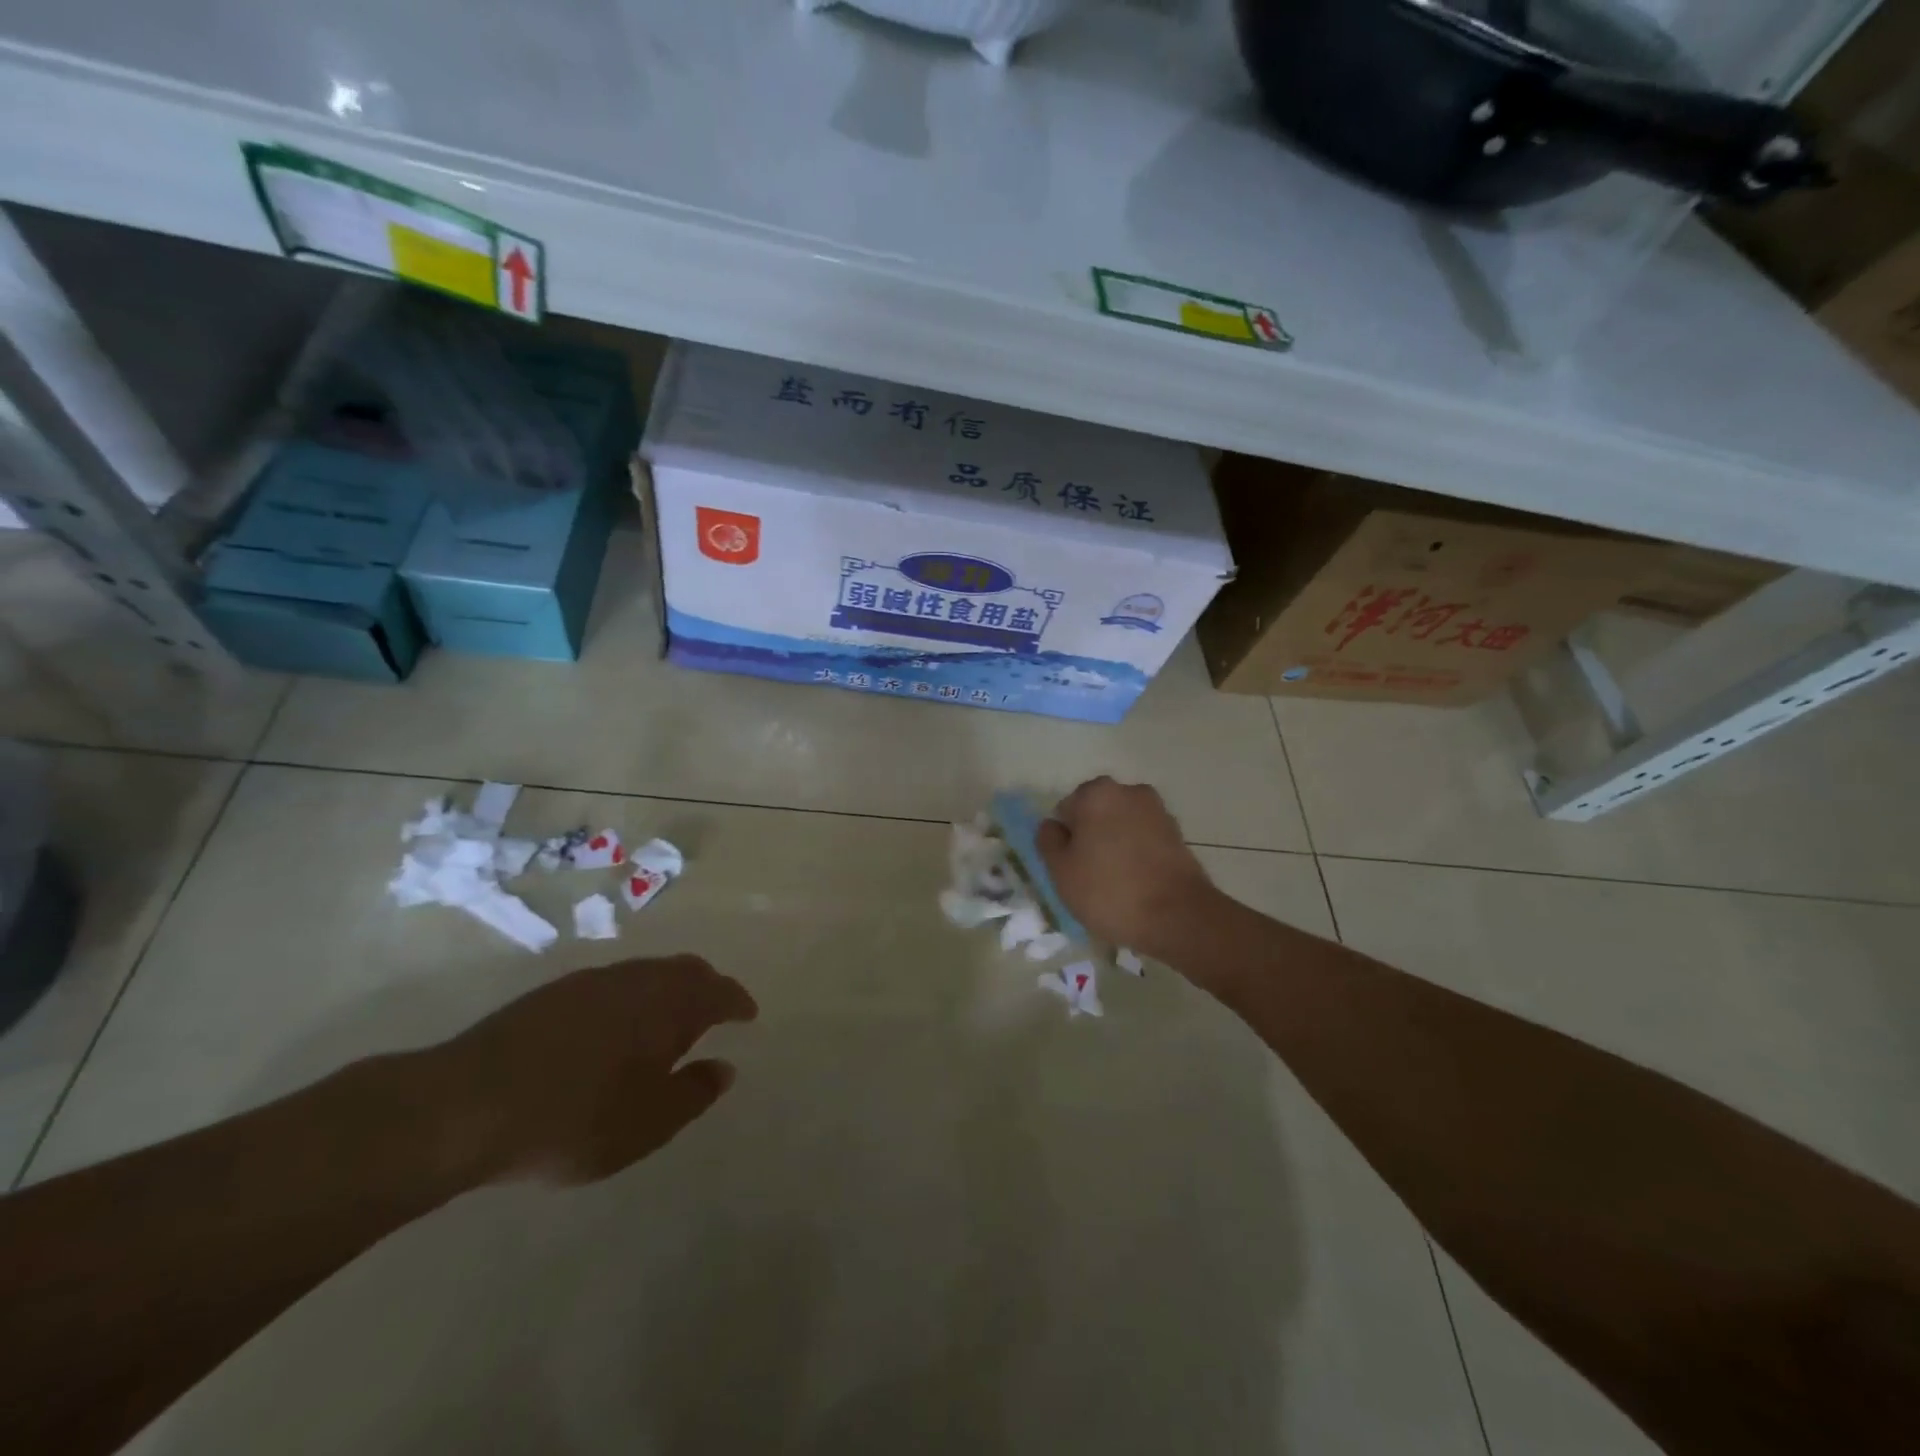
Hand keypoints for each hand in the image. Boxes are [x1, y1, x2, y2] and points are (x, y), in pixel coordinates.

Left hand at [420, 955, 757, 1186]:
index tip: (748, 1014)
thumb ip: (693, 1094)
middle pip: (686, 970)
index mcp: (669, 1005)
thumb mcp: (646, 1124)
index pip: (718, 991)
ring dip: (669, 988)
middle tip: (716, 1010)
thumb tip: (724, 1068)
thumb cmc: (573, 1119)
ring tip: (669, 1020)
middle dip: (708, 986)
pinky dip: (635, 995)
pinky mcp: (556, 992)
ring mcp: (594, 981)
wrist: (465, 1104)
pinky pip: (616, 981)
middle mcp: (638, 980)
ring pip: (649, 972)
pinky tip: (618, 1026)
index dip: (737, 1002)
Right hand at [1036, 777, 1219, 958]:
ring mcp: (1158, 811)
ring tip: (1116, 884)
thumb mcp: (1061, 871)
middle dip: (1091, 838)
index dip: (1065, 839)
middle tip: (1090, 877)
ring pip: (1122, 826)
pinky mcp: (1178, 834)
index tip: (1071, 867)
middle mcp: (1129, 791)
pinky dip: (1138, 855)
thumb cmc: (1109, 890)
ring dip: (1115, 846)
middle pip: (1096, 814)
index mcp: (1096, 793)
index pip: (1066, 810)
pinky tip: (1138, 884)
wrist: (1178, 916)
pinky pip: (1145, 840)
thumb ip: (1048, 841)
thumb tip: (1052, 825)